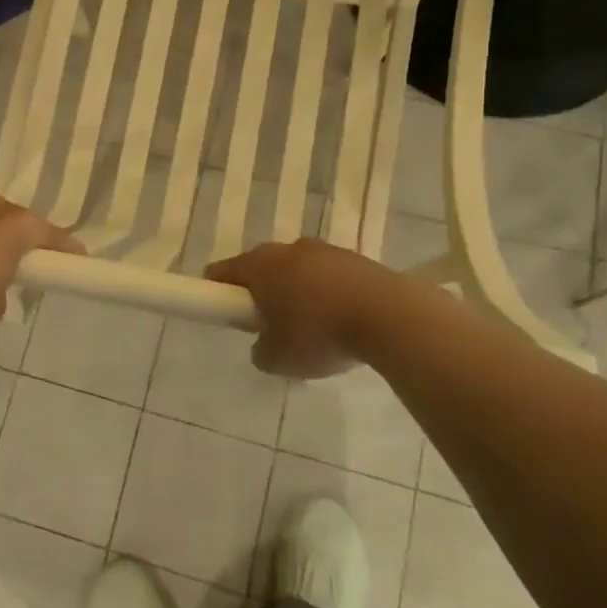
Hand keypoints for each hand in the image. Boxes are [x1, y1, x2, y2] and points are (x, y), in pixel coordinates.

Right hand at [206, 239, 390, 378]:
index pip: (221, 272)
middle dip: (261, 293)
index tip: (225, 314)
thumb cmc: (320, 334)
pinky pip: (329, 276)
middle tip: (269, 326)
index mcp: (260, 265)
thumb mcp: (277, 358)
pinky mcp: (356, 259)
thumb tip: (264, 344)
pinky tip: (341, 321)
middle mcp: (288, 249)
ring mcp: (325, 250)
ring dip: (297, 292)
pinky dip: (328, 294)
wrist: (390, 318)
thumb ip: (260, 350)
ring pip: (298, 270)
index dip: (216, 292)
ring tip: (313, 328)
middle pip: (261, 268)